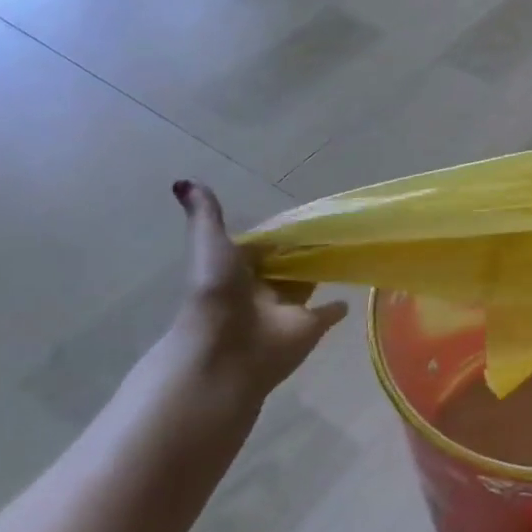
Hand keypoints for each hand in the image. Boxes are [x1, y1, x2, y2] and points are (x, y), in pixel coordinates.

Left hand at [168, 180, 347, 406]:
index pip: (262, 248)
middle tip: (333, 231)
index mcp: (238, 272)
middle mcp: (262, 290)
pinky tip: (349, 298)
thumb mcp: (210, 246)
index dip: (278, 237)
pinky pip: (326, 314)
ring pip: (306, 286)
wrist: (224, 351)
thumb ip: (206, 216)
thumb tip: (182, 180)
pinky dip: (337, 307)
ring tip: (346, 254)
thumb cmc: (215, 294)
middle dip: (302, 254)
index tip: (303, 219)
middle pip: (286, 267)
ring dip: (320, 274)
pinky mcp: (310, 326)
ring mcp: (286, 310)